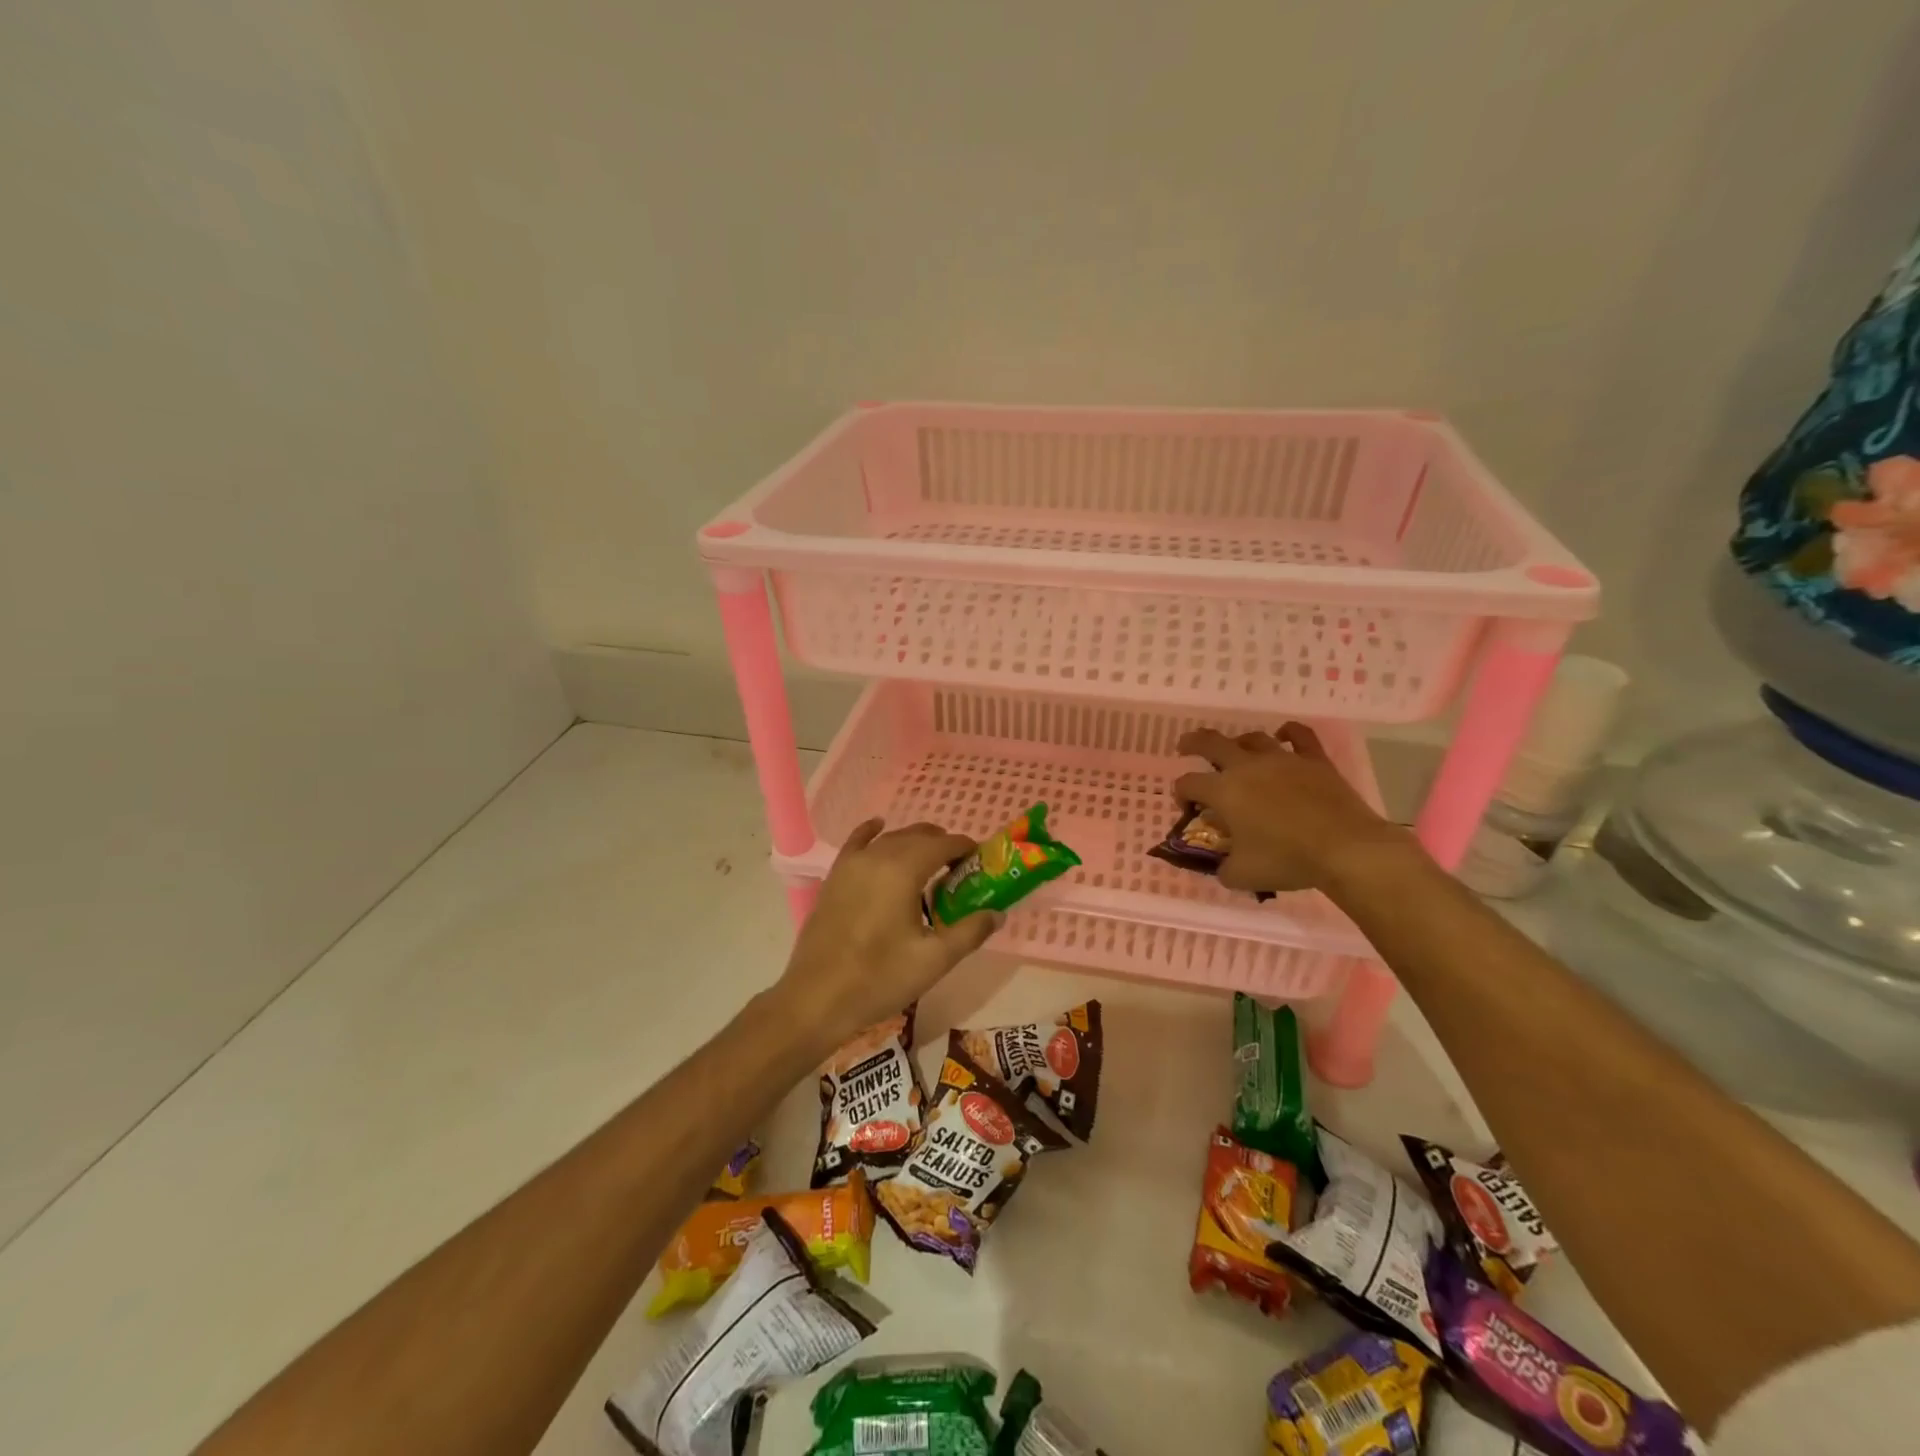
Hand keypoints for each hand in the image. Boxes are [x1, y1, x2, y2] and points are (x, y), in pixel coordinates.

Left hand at [772, 820, 999, 1053]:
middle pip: (918, 836)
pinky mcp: (834, 877)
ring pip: (891, 838)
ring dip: (914, 844)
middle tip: (959, 872)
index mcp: (903, 870)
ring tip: (931, 866)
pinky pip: (857, 842)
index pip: (943, 844)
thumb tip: (996, 913)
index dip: (965, 848)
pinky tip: (879, 827)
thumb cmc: (879, 979)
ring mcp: (851, 864)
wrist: (817, 998)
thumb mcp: (934, 960)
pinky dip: (873, 832)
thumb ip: (970, 932)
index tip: (980, 863)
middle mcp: (877, 856)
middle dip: (942, 846)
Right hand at [1172, 723, 1410, 893]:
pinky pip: (1299, 735)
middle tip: (1185, 746)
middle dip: (1193, 743)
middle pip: (1211, 743)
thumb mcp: (1243, 875)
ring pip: (1252, 738)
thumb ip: (1224, 868)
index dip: (1181, 794)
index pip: (1188, 783)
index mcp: (1223, 791)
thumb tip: (1223, 865)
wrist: (1345, 848)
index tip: (1189, 809)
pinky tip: (1283, 735)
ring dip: (1238, 742)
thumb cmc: (1287, 860)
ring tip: (1235, 749)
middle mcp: (1246, 767)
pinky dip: (1288, 732)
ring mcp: (1282, 759)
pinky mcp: (1313, 760)